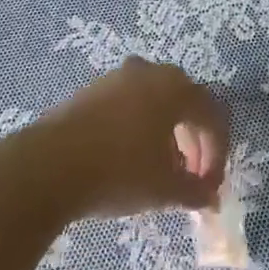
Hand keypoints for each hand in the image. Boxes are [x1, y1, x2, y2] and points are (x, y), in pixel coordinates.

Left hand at [34, 57, 229, 218]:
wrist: (50, 164)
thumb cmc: (119, 171)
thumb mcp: (165, 188)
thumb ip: (195, 191)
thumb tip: (210, 198)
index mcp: (176, 88)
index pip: (212, 115)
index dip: (218, 153)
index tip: (209, 188)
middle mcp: (151, 72)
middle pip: (186, 103)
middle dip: (195, 142)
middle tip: (191, 178)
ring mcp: (119, 76)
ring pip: (157, 102)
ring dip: (168, 135)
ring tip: (162, 171)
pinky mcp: (94, 89)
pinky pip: (131, 103)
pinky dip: (142, 128)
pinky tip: (132, 158)